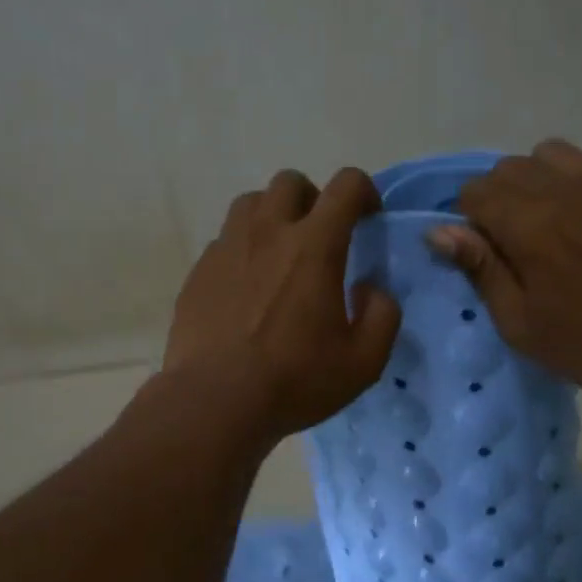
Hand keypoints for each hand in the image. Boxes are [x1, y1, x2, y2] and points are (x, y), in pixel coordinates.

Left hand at [163, 167, 400, 444]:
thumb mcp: (363, 362)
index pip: (345, 185)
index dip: (364, 191)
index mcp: (313, 246)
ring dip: (272, 216)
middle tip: (320, 237)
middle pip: (290, 182)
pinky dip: (242, 249)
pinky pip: (224, 240)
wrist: (214, 400)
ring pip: (250, 202)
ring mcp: (226, 248)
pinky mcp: (199, 270)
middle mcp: (267, 232)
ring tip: (279, 253)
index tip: (368, 218)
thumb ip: (382, 316)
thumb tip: (370, 289)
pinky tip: (246, 287)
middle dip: (313, 198)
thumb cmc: (294, 380)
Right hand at [426, 140, 581, 424]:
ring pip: (546, 155)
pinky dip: (569, 182)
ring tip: (546, 224)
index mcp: (531, 226)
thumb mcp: (520, 323)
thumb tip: (438, 230)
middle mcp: (565, 191)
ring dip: (532, 182)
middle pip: (507, 169)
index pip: (475, 191)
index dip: (469, 220)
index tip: (484, 253)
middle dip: (496, 199)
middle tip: (513, 244)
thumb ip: (480, 268)